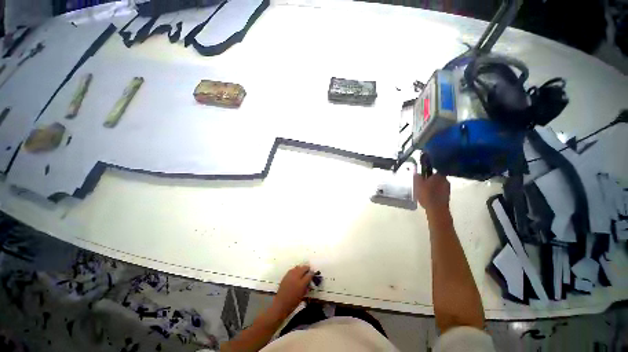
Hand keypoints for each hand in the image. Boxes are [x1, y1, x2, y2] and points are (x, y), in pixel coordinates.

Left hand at [272, 265, 313, 317]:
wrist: (281, 304)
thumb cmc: (293, 302)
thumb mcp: (303, 295)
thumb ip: (307, 287)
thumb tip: (309, 282)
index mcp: (301, 284)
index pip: (309, 274)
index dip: (312, 273)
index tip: (313, 273)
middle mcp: (296, 277)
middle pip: (304, 268)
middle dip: (307, 269)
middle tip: (309, 271)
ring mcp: (290, 275)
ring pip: (298, 267)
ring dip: (301, 268)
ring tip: (303, 272)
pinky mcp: (286, 275)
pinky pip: (292, 269)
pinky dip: (295, 270)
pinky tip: (296, 273)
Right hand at [413, 173, 449, 211]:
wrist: (436, 208)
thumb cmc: (426, 194)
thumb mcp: (417, 184)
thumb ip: (416, 177)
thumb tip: (416, 171)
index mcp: (438, 175)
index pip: (432, 171)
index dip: (427, 174)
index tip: (422, 177)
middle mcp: (445, 180)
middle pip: (436, 178)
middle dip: (430, 181)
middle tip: (423, 185)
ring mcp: (448, 188)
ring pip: (439, 185)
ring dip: (433, 187)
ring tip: (425, 192)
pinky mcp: (448, 196)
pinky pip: (440, 192)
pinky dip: (436, 193)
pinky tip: (430, 198)